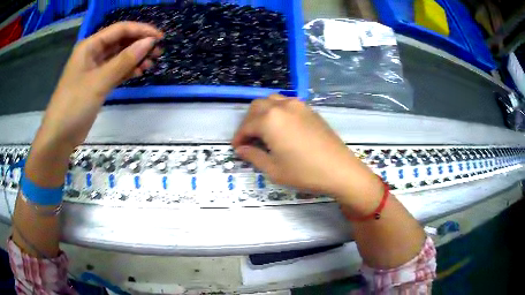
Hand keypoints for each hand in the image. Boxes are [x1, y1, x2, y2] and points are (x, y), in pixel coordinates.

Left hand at [39, 22, 162, 148]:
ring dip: (135, 58)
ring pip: (119, 57)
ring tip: (151, 64)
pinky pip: (115, 71)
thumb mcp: (99, 81)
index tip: (160, 38)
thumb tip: (149, 42)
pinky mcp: (97, 84)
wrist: (59, 136)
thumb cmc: (74, 105)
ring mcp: (94, 69)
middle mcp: (93, 53)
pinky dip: (127, 71)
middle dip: (139, 44)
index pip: (120, 29)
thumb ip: (124, 60)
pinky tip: (139, 73)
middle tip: (158, 52)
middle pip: (120, 41)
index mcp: (90, 46)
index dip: (141, 30)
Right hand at [232, 95, 381, 207]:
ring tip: (263, 131)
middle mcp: (282, 106)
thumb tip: (241, 149)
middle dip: (248, 122)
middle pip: (257, 107)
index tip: (236, 148)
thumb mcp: (273, 169)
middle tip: (249, 139)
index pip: (247, 125)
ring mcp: (298, 105)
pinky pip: (287, 104)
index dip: (239, 137)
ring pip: (272, 101)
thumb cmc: (304, 172)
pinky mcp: (310, 110)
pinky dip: (277, 111)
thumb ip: (253, 156)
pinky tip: (281, 127)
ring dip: (262, 113)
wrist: (339, 170)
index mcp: (270, 120)